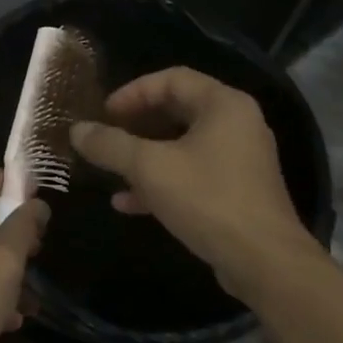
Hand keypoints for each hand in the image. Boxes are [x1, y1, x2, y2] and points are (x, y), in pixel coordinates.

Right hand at [69, 66, 319, 297]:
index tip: (104, 113)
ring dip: (144, 156)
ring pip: (182, 146)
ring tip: (110, 170)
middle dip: (136, 125)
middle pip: (177, 110)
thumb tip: (77, 130)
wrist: (265, 263)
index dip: (133, 92)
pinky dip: (161, 181)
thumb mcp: (149, 168)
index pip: (172, 79)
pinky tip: (128, 202)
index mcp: (223, 105)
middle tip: (106, 137)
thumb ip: (110, 145)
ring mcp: (240, 159)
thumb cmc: (207, 199)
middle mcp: (237, 124)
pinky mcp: (237, 191)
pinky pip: (193, 174)